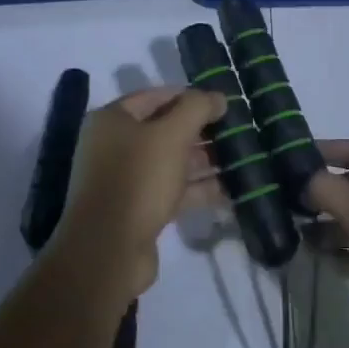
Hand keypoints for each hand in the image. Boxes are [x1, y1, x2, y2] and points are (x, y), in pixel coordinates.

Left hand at [59, 87, 225, 298]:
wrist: (108, 251)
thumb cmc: (138, 179)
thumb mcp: (171, 135)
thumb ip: (197, 108)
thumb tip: (219, 97)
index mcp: (112, 119)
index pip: (156, 96)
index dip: (190, 97)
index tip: (222, 104)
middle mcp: (114, 145)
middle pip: (164, 129)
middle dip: (200, 131)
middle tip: (236, 133)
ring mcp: (125, 179)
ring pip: (171, 161)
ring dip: (203, 161)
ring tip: (240, 160)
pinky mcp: (138, 209)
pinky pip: (172, 190)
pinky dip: (197, 189)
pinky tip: (229, 189)